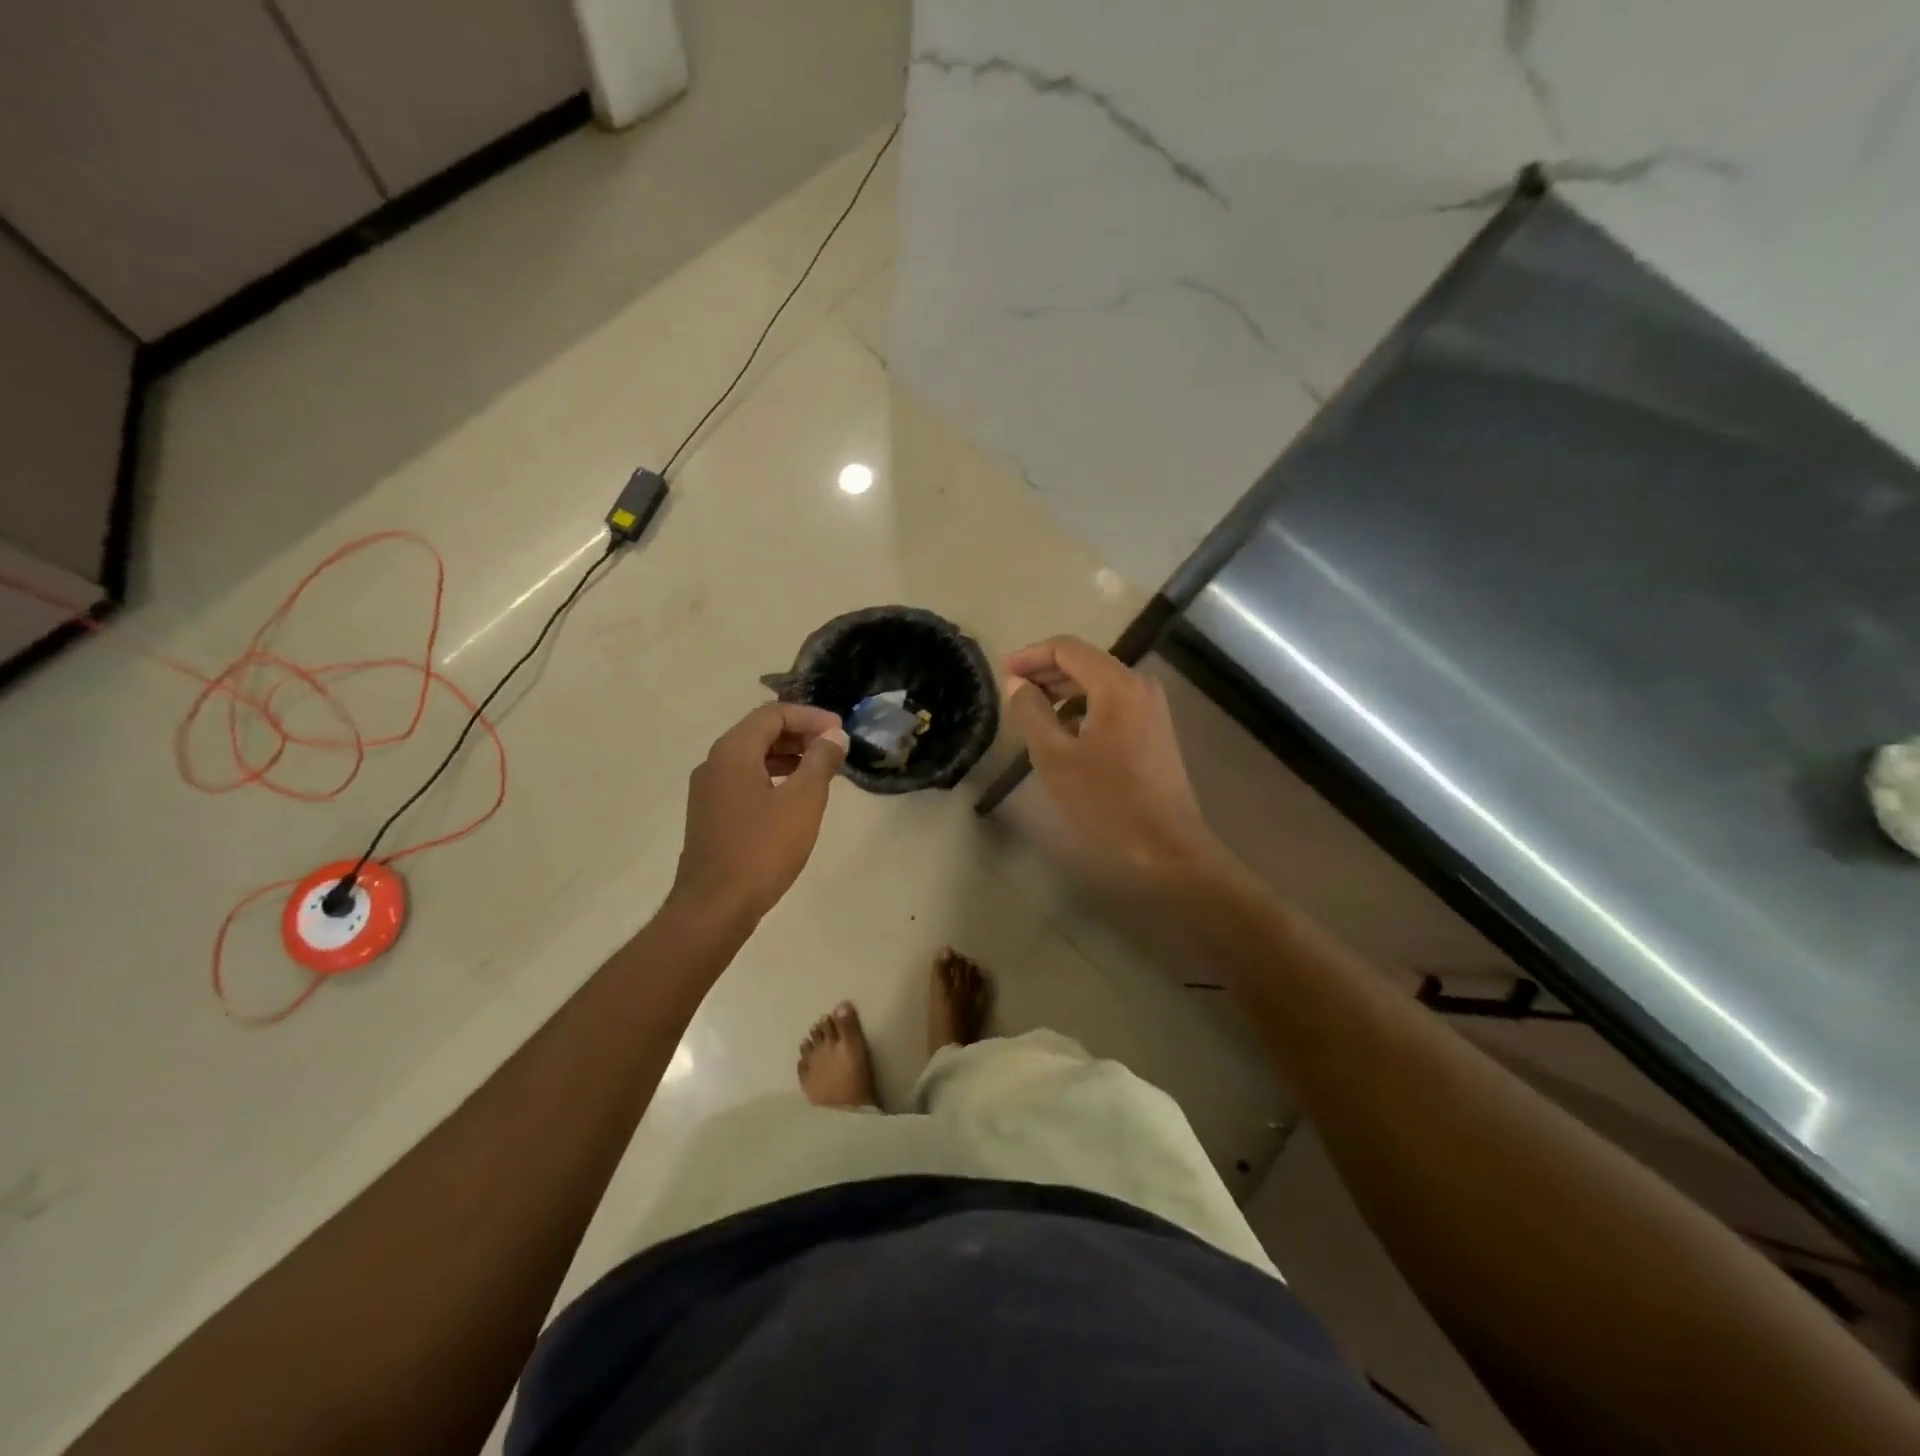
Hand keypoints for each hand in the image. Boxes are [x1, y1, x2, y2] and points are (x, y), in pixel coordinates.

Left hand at [668, 702, 848, 924]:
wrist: (714, 907)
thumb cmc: (762, 850)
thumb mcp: (803, 802)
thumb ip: (820, 762)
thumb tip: (834, 736)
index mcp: (733, 752)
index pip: (773, 714)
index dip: (810, 717)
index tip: (840, 731)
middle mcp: (714, 763)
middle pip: (760, 731)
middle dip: (800, 733)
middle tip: (834, 748)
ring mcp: (708, 790)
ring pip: (752, 757)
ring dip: (788, 755)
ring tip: (821, 770)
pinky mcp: (710, 814)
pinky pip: (745, 779)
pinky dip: (773, 776)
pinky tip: (795, 797)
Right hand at [1005, 636, 1223, 887]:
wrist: (1165, 844)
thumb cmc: (1106, 799)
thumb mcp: (1054, 756)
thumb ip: (1031, 712)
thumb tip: (1017, 684)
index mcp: (1116, 684)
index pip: (1066, 648)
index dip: (1030, 656)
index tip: (1003, 673)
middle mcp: (1139, 685)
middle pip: (1085, 662)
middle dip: (1046, 672)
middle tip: (1012, 691)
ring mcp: (1151, 708)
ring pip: (1099, 684)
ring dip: (1064, 691)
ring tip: (1033, 712)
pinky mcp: (1154, 730)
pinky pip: (1112, 704)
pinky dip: (1084, 708)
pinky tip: (1065, 732)